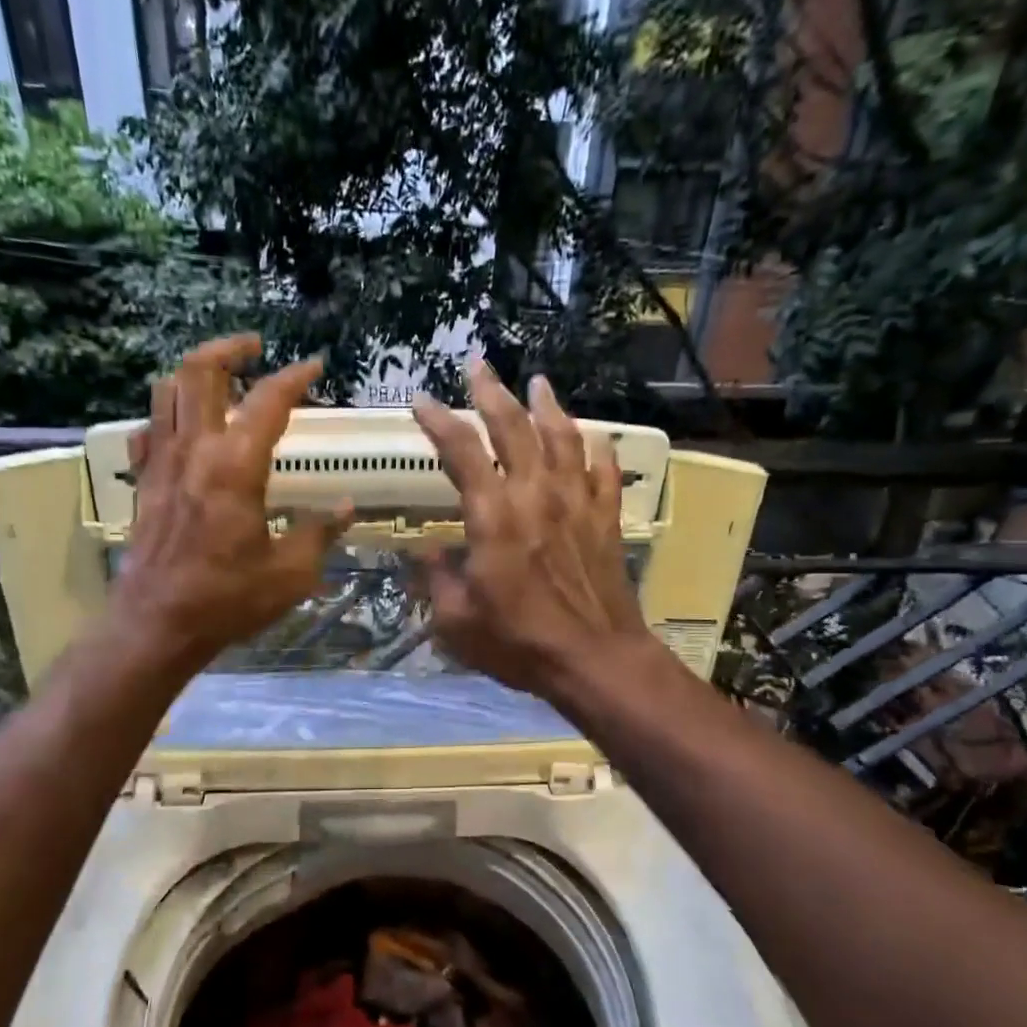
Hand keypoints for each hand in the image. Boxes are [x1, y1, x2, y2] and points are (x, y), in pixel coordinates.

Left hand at [112, 336, 349, 671]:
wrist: (157, 624)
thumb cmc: (228, 599)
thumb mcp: (290, 573)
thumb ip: (319, 532)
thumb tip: (344, 507)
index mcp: (235, 467)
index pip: (267, 401)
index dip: (294, 377)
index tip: (314, 366)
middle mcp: (194, 451)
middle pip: (198, 371)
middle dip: (228, 348)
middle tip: (254, 347)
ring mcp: (161, 464)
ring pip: (165, 392)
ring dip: (193, 374)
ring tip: (221, 379)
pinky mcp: (143, 483)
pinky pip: (148, 430)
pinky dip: (166, 416)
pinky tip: (184, 430)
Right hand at [411, 362, 656, 698]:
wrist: (595, 660)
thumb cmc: (519, 643)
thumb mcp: (456, 621)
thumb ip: (436, 581)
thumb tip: (426, 556)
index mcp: (493, 516)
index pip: (462, 453)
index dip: (440, 421)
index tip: (421, 400)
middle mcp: (535, 496)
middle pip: (514, 429)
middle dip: (492, 393)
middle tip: (479, 366)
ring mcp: (576, 504)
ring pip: (563, 439)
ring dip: (548, 407)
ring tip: (538, 383)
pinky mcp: (605, 520)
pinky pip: (604, 472)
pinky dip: (598, 449)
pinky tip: (593, 436)